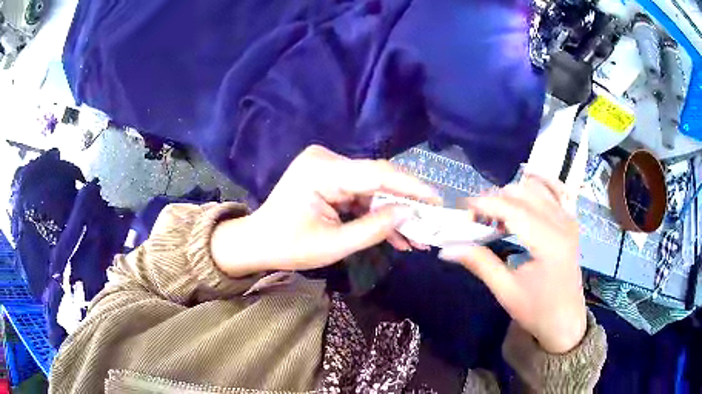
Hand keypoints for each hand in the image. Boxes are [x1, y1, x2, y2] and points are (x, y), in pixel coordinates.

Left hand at [212, 145, 439, 276]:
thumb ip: (374, 229)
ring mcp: (327, 167)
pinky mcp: (329, 177)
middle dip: (404, 205)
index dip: (410, 186)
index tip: (437, 200)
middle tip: (429, 226)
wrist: (257, 242)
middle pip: (377, 180)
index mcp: (321, 171)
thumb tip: (410, 214)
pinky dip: (376, 212)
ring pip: (372, 189)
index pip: (376, 173)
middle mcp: (326, 160)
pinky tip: (395, 232)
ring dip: (392, 212)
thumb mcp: (333, 245)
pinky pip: (360, 194)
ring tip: (416, 237)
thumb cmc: (287, 247)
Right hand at [439, 176, 586, 353]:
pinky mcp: (570, 221)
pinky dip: (534, 189)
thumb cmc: (537, 310)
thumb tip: (446, 248)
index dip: (485, 204)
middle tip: (476, 218)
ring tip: (496, 215)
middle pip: (523, 193)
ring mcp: (569, 219)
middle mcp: (562, 223)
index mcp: (549, 242)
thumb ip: (480, 263)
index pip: (512, 209)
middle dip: (496, 199)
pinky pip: (552, 191)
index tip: (462, 208)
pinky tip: (522, 197)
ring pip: (536, 189)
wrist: (565, 321)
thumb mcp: (506, 291)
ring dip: (512, 195)